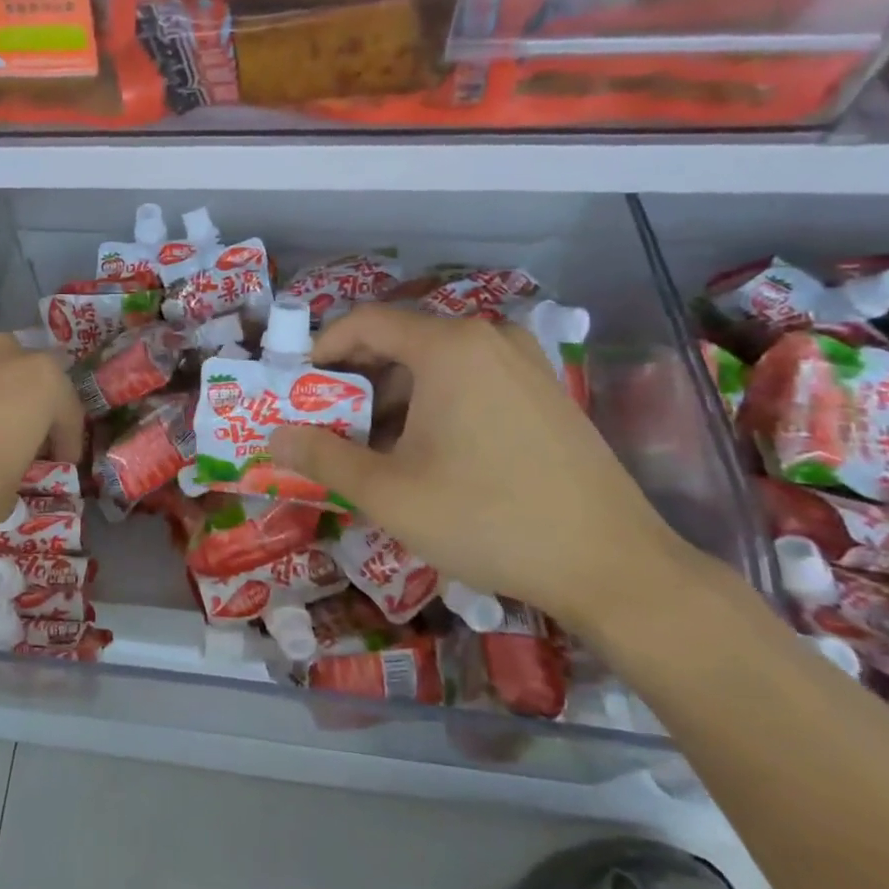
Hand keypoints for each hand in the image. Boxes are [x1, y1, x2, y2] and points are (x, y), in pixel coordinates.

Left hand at [0, 333, 84, 540]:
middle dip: (32, 411)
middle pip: (32, 382)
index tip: (62, 467)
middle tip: (25, 446)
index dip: (69, 445)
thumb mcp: (5, 500)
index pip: (71, 413)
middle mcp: (7, 355)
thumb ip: (18, 479)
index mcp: (43, 381)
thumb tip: (6, 474)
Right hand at [269, 306, 697, 635]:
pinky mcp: (546, 393)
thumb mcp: (388, 493)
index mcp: (449, 347)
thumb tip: (275, 437)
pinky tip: (428, 454)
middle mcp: (488, 339)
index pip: (365, 322)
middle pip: (400, 341)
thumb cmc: (488, 518)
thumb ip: (322, 458)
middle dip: (354, 380)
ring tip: (373, 448)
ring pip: (435, 364)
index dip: (321, 349)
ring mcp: (524, 364)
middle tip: (328, 425)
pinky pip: (470, 381)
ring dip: (393, 397)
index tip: (297, 388)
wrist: (612, 566)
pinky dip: (434, 404)